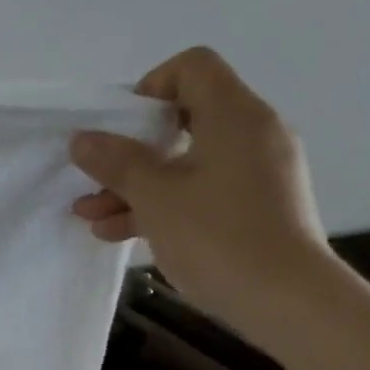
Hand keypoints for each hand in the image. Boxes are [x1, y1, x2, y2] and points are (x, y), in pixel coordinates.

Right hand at [71, 47, 343, 341]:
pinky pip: (203, 193)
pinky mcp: (256, 209)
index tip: (119, 129)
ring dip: (137, 187)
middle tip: (95, 178)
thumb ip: (117, 162)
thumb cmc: (218, 236)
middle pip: (183, 120)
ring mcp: (257, 174)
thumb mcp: (156, 197)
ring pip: (187, 164)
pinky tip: (121, 233)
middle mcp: (252, 134)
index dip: (149, 88)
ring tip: (91, 217)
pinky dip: (164, 205)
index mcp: (234, 115)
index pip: (192, 68)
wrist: (286, 300)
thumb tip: (83, 139)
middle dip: (131, 151)